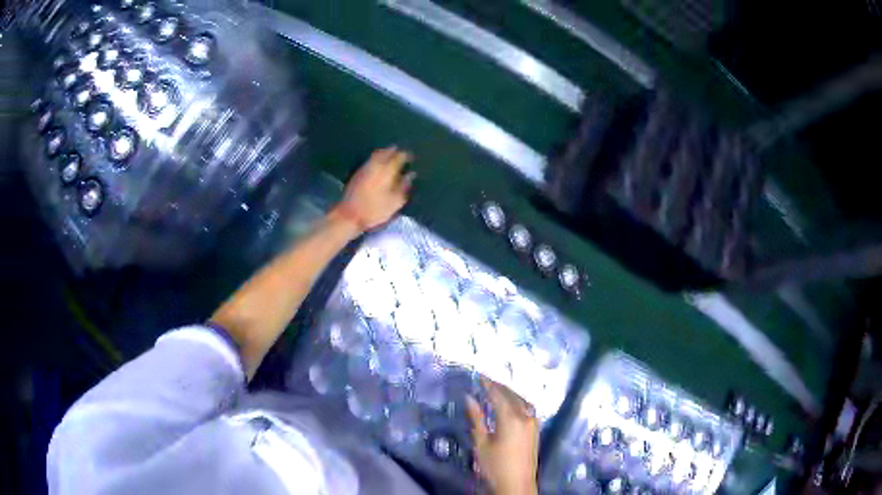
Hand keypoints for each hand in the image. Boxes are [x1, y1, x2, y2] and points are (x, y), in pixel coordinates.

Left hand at [331, 147, 414, 233]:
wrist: (349, 215)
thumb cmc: (375, 210)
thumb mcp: (395, 202)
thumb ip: (404, 186)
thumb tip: (411, 175)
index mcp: (387, 170)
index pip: (399, 157)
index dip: (406, 155)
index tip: (411, 157)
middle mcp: (375, 165)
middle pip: (386, 152)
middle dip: (394, 151)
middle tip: (401, 153)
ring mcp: (364, 168)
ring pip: (376, 154)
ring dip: (384, 153)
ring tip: (391, 156)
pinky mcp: (357, 173)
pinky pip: (370, 160)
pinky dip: (376, 159)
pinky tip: (379, 165)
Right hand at [466, 379, 538, 494]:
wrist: (517, 484)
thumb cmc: (495, 466)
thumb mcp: (481, 443)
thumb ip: (476, 419)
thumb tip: (469, 398)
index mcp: (511, 419)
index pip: (498, 395)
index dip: (488, 384)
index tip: (479, 376)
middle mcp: (525, 417)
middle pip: (512, 395)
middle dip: (499, 386)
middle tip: (486, 380)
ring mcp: (533, 423)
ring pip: (521, 400)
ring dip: (509, 393)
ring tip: (496, 389)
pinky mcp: (536, 429)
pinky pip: (527, 408)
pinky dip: (517, 401)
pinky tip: (509, 404)